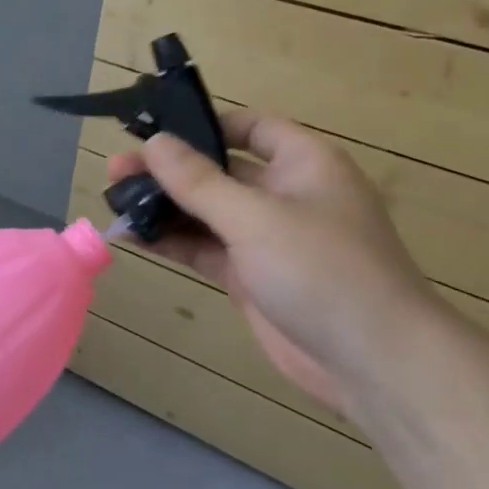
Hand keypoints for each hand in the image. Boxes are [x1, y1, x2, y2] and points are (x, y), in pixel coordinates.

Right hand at [106, 110, 438, 421]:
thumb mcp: (255, 218)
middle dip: (169, 171)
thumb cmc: (323, 271)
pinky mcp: (252, 276)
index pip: (250, 127)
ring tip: (114, 201)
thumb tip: (154, 142)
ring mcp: (267, 238)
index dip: (204, 125)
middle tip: (116, 171)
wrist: (374, 363)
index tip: (155, 131)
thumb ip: (199, 181)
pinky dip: (173, 241)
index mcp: (303, 164)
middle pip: (219, 171)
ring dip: (165, 207)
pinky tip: (134, 236)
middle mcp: (285, 195)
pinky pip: (206, 248)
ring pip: (207, 212)